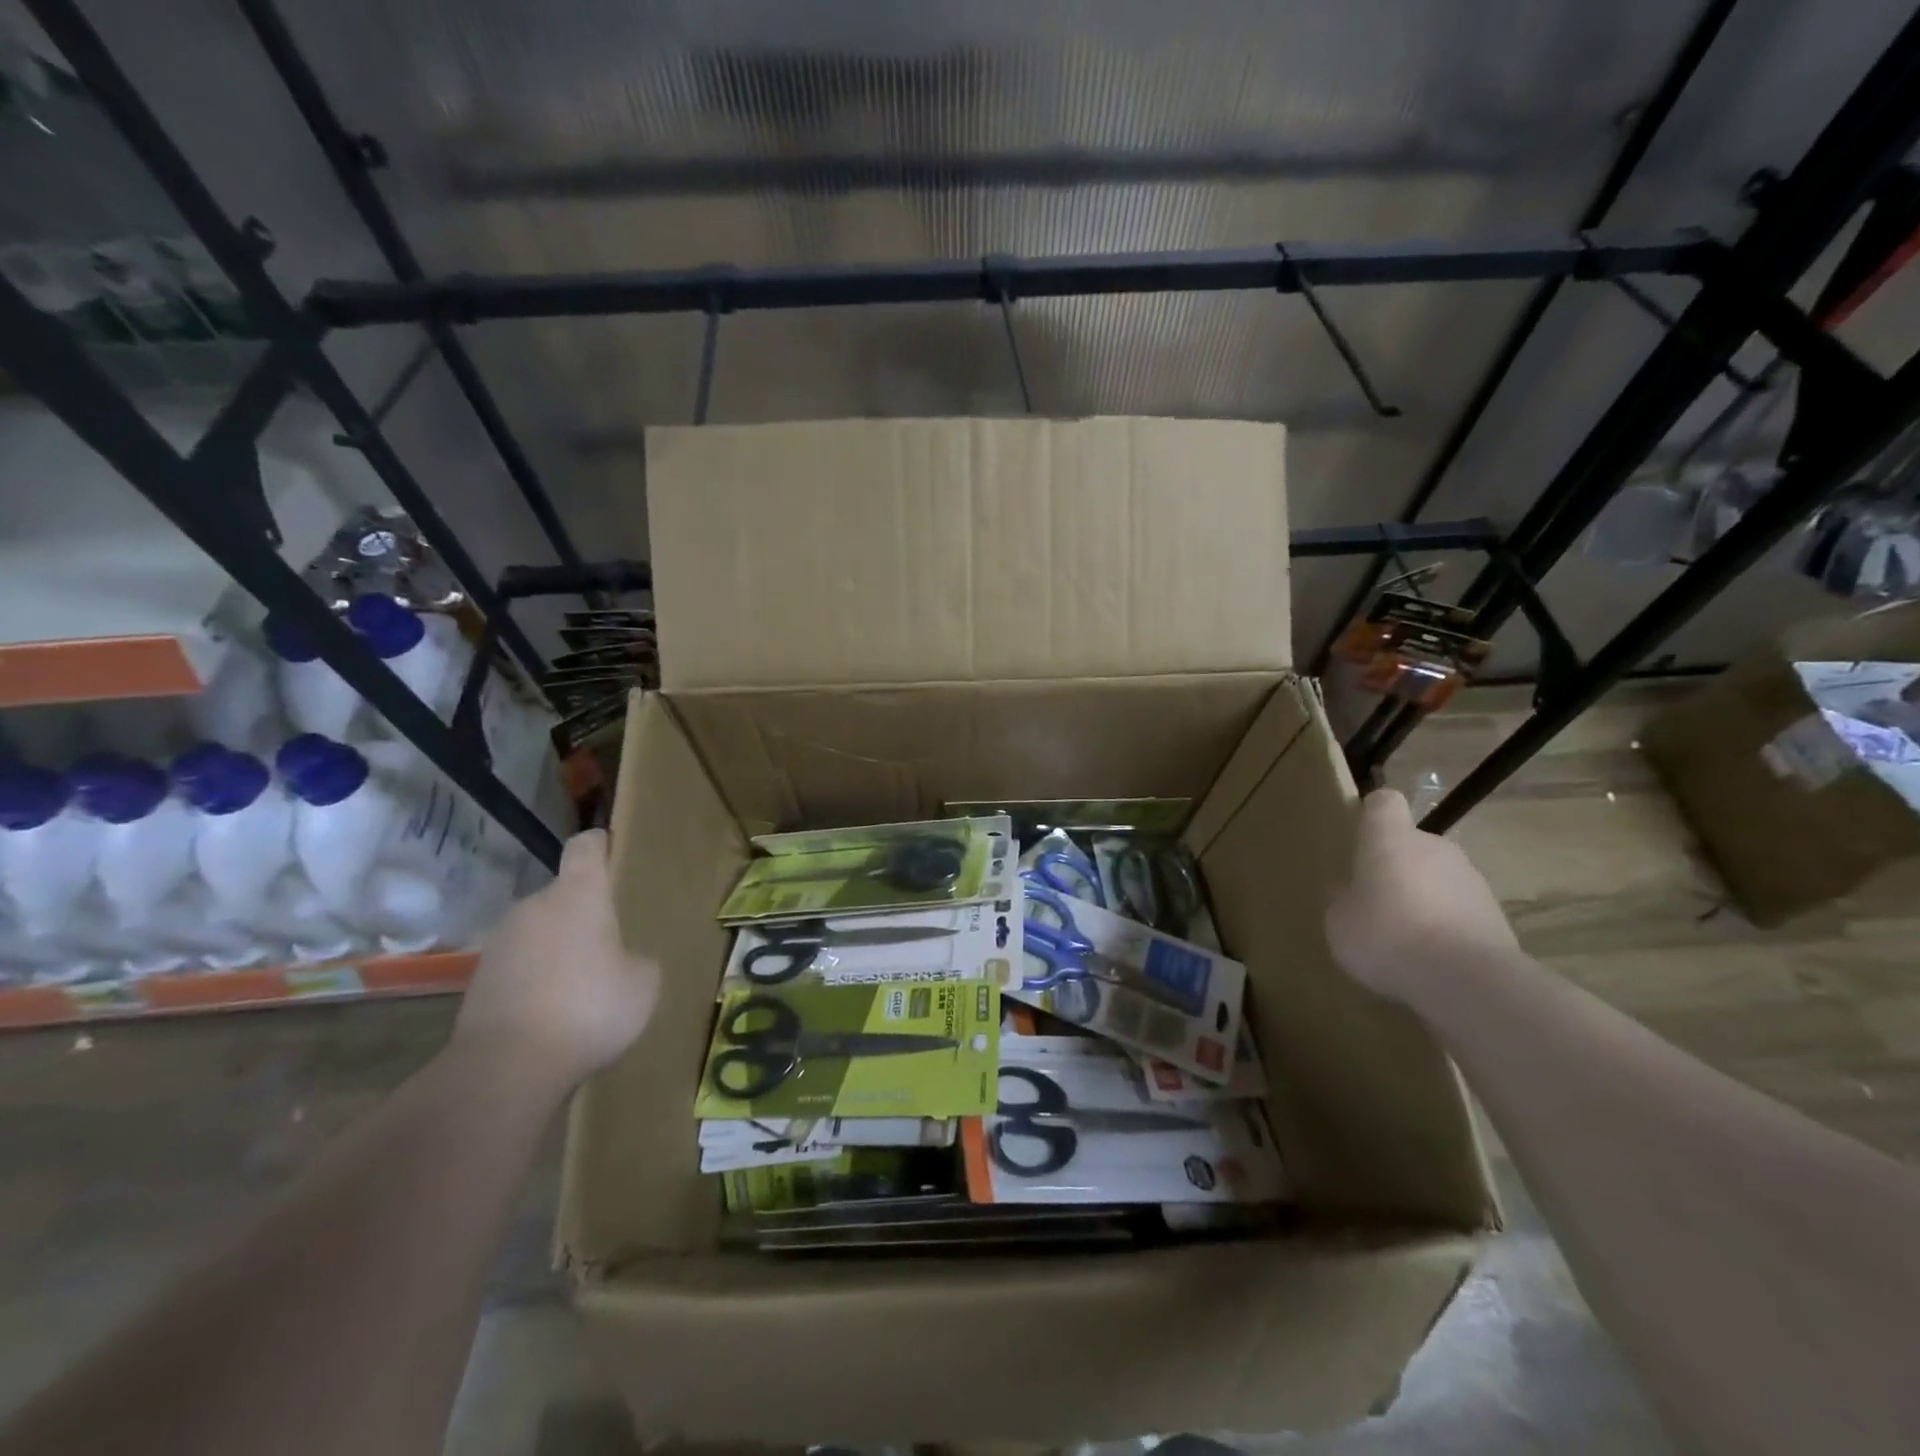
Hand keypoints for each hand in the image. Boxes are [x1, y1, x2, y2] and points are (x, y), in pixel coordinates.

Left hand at [452, 829, 659, 1089]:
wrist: (506, 1067)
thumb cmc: (589, 1008)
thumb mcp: (643, 984)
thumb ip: (638, 960)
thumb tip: (625, 961)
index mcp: (579, 895)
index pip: (585, 848)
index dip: (600, 844)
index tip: (611, 849)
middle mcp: (534, 906)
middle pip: (562, 896)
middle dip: (583, 915)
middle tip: (609, 944)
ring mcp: (500, 942)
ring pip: (539, 932)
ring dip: (557, 948)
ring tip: (579, 986)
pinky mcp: (477, 980)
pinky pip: (518, 966)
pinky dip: (534, 979)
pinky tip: (551, 1012)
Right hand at [1324, 789, 1517, 1004]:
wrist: (1468, 980)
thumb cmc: (1387, 936)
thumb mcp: (1340, 922)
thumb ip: (1344, 901)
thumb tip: (1350, 893)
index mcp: (1390, 839)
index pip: (1384, 803)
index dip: (1372, 814)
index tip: (1361, 833)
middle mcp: (1434, 847)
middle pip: (1412, 844)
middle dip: (1396, 867)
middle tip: (1375, 901)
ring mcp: (1471, 879)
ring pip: (1438, 878)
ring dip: (1423, 898)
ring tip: (1405, 938)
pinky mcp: (1496, 915)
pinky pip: (1459, 910)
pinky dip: (1446, 926)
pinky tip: (1431, 958)